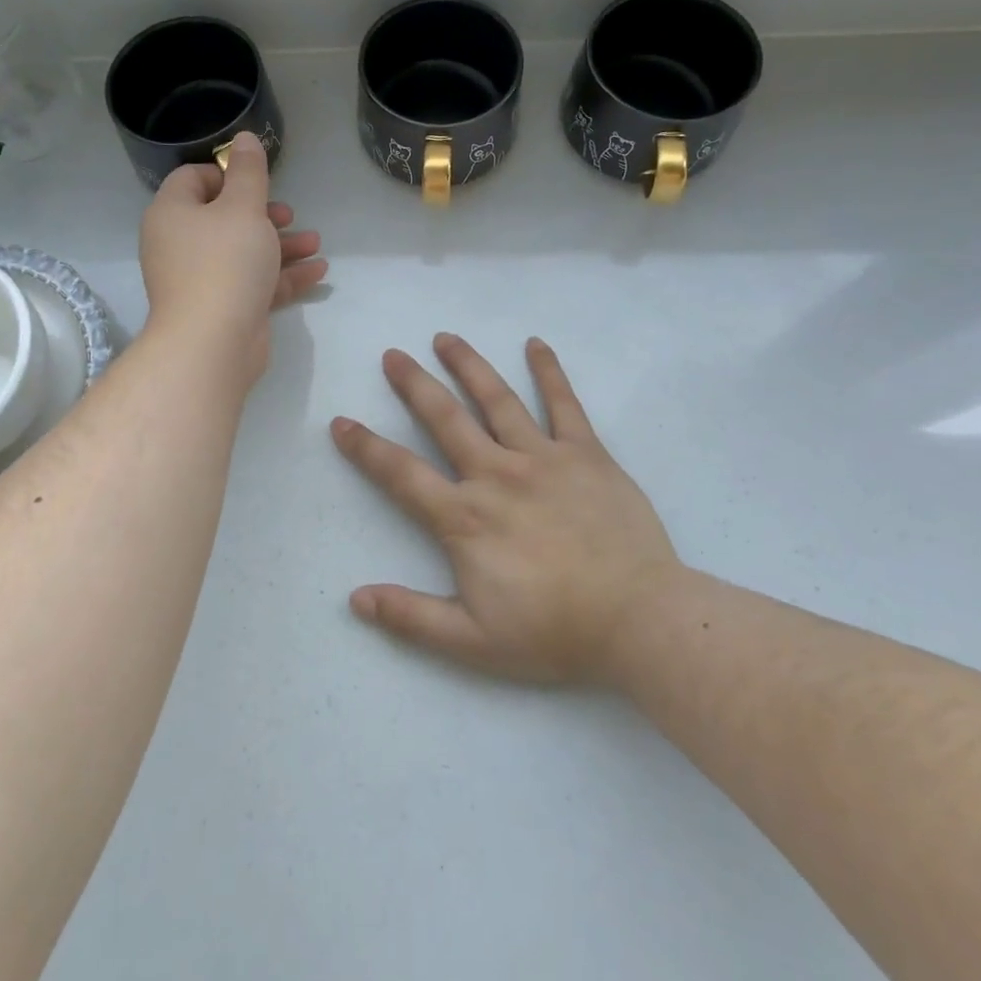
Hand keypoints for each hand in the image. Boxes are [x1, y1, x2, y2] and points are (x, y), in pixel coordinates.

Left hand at [139, 131, 327, 385]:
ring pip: (244, 252)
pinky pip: (253, 283)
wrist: (213, 343)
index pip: (193, 179)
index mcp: (173, 213)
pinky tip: (318, 271)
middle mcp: (180, 244)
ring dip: (281, 245)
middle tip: (288, 215)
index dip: (226, 174)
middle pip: (223, 217)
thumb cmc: (225, 263)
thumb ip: (248, 172)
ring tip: (315, 243)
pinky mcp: (223, 308)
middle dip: (263, 214)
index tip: (257, 182)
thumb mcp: (243, 208)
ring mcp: (201, 280)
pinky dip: (281, 275)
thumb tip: (243, 137)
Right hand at [332, 334, 683, 684]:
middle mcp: (496, 474)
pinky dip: (549, 372)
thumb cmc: (554, 632)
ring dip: (468, 365)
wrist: (639, 620)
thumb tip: (356, 599)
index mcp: (464, 517)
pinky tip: (536, 344)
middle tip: (393, 355)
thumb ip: (411, 617)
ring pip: (497, 400)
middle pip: (445, 419)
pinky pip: (564, 405)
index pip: (401, 473)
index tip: (341, 421)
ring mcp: (543, 457)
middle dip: (414, 384)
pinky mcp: (586, 454)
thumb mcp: (472, 642)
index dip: (366, 447)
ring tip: (446, 338)